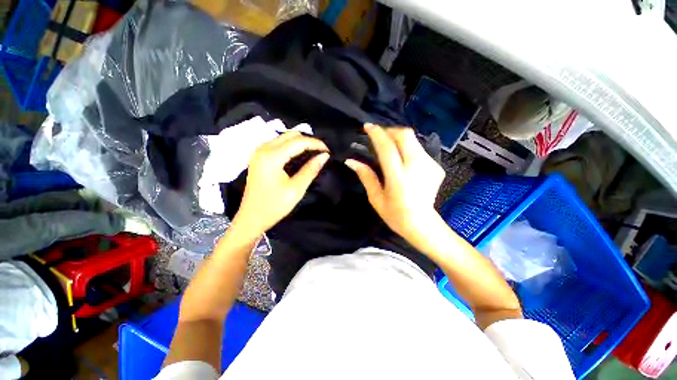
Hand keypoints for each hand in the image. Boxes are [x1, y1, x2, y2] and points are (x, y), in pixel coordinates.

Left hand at [232, 131, 328, 237]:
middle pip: (291, 135)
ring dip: (300, 143)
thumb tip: (324, 156)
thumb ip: (311, 170)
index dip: (316, 143)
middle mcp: (263, 148)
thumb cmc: (274, 206)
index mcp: (272, 156)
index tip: (328, 151)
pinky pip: (278, 144)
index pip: (299, 141)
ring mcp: (259, 151)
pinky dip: (292, 147)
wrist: (251, 218)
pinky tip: (300, 156)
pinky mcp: (259, 156)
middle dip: (309, 141)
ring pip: (284, 137)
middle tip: (321, 153)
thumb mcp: (296, 189)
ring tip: (314, 153)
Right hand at [345, 124, 445, 247]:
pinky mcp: (436, 167)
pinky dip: (408, 149)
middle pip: (405, 135)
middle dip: (390, 130)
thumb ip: (365, 176)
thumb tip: (351, 161)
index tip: (368, 127)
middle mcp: (416, 167)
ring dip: (398, 139)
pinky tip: (402, 159)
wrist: (423, 225)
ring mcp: (430, 166)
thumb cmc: (395, 215)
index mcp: (398, 178)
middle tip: (379, 136)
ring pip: (413, 140)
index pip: (387, 147)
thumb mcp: (376, 198)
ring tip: (388, 147)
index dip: (377, 133)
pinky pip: (419, 149)